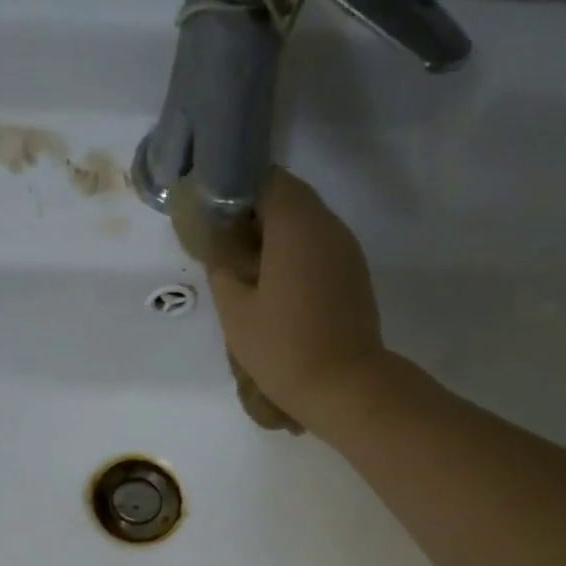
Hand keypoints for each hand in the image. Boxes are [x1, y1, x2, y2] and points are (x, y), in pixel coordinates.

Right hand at [207, 170, 389, 434]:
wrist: (344, 386)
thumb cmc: (283, 348)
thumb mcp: (235, 312)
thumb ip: (222, 267)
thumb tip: (219, 241)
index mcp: (296, 225)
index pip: (267, 180)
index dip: (236, 188)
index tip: (213, 213)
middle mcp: (328, 226)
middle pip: (289, 199)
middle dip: (254, 213)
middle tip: (224, 244)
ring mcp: (346, 250)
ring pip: (306, 224)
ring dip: (275, 236)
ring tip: (246, 269)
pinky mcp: (353, 274)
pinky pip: (319, 248)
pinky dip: (294, 254)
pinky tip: (274, 287)